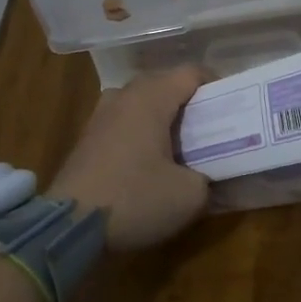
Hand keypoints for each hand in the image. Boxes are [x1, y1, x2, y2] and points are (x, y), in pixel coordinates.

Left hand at [45, 66, 209, 250]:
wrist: (68, 229)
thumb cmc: (134, 199)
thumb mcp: (189, 195)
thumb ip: (208, 178)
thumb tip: (207, 175)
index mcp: (152, 98)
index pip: (192, 73)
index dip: (217, 85)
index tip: (232, 107)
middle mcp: (125, 96)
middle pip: (165, 83)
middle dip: (190, 100)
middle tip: (211, 126)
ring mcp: (101, 115)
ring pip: (141, 101)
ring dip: (163, 114)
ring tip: (181, 141)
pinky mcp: (87, 138)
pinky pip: (124, 120)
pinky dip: (141, 130)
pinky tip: (150, 159)